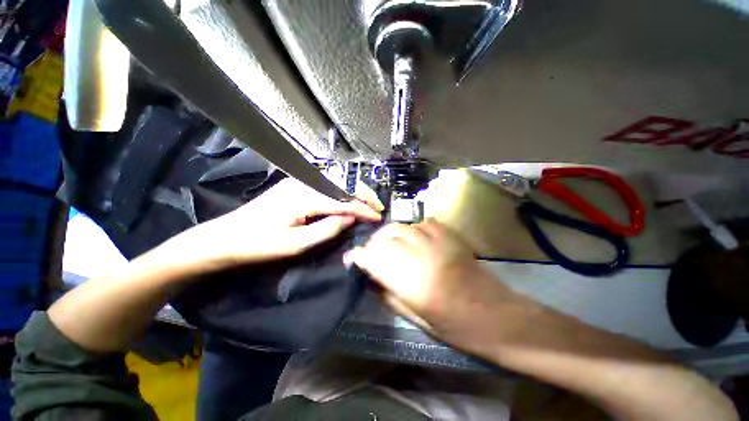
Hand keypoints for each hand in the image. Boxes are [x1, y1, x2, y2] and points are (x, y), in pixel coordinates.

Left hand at [159, 178, 382, 269]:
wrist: (227, 237)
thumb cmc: (259, 244)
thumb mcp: (296, 244)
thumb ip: (328, 229)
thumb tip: (350, 218)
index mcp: (303, 196)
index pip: (343, 200)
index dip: (363, 209)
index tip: (377, 217)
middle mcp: (303, 182)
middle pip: (342, 183)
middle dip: (364, 194)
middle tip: (378, 207)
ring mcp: (299, 180)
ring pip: (336, 181)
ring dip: (355, 191)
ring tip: (369, 203)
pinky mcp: (296, 184)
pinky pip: (327, 184)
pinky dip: (343, 191)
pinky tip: (349, 199)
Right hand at [346, 220, 515, 348]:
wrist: (496, 315)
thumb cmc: (456, 326)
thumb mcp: (415, 318)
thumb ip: (387, 294)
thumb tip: (368, 276)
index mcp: (412, 282)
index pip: (374, 258)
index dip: (359, 256)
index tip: (353, 259)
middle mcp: (422, 255)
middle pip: (386, 237)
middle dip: (373, 244)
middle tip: (371, 253)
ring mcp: (438, 241)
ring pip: (402, 226)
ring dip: (390, 234)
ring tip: (389, 244)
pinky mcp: (450, 235)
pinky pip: (422, 223)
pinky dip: (411, 229)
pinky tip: (412, 238)